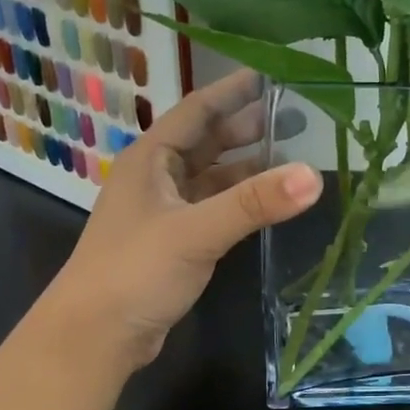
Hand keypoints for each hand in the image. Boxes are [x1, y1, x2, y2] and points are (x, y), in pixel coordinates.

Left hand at [43, 70, 322, 373]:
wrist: (95, 335)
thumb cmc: (136, 271)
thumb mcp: (196, 231)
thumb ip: (254, 203)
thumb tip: (314, 176)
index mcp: (151, 159)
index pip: (197, 110)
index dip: (233, 91)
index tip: (272, 74)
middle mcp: (156, 178)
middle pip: (207, 142)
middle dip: (248, 128)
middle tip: (297, 117)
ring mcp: (164, 212)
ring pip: (211, 178)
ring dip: (247, 167)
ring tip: (292, 157)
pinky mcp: (173, 244)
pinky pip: (212, 209)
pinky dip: (239, 202)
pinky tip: (266, 203)